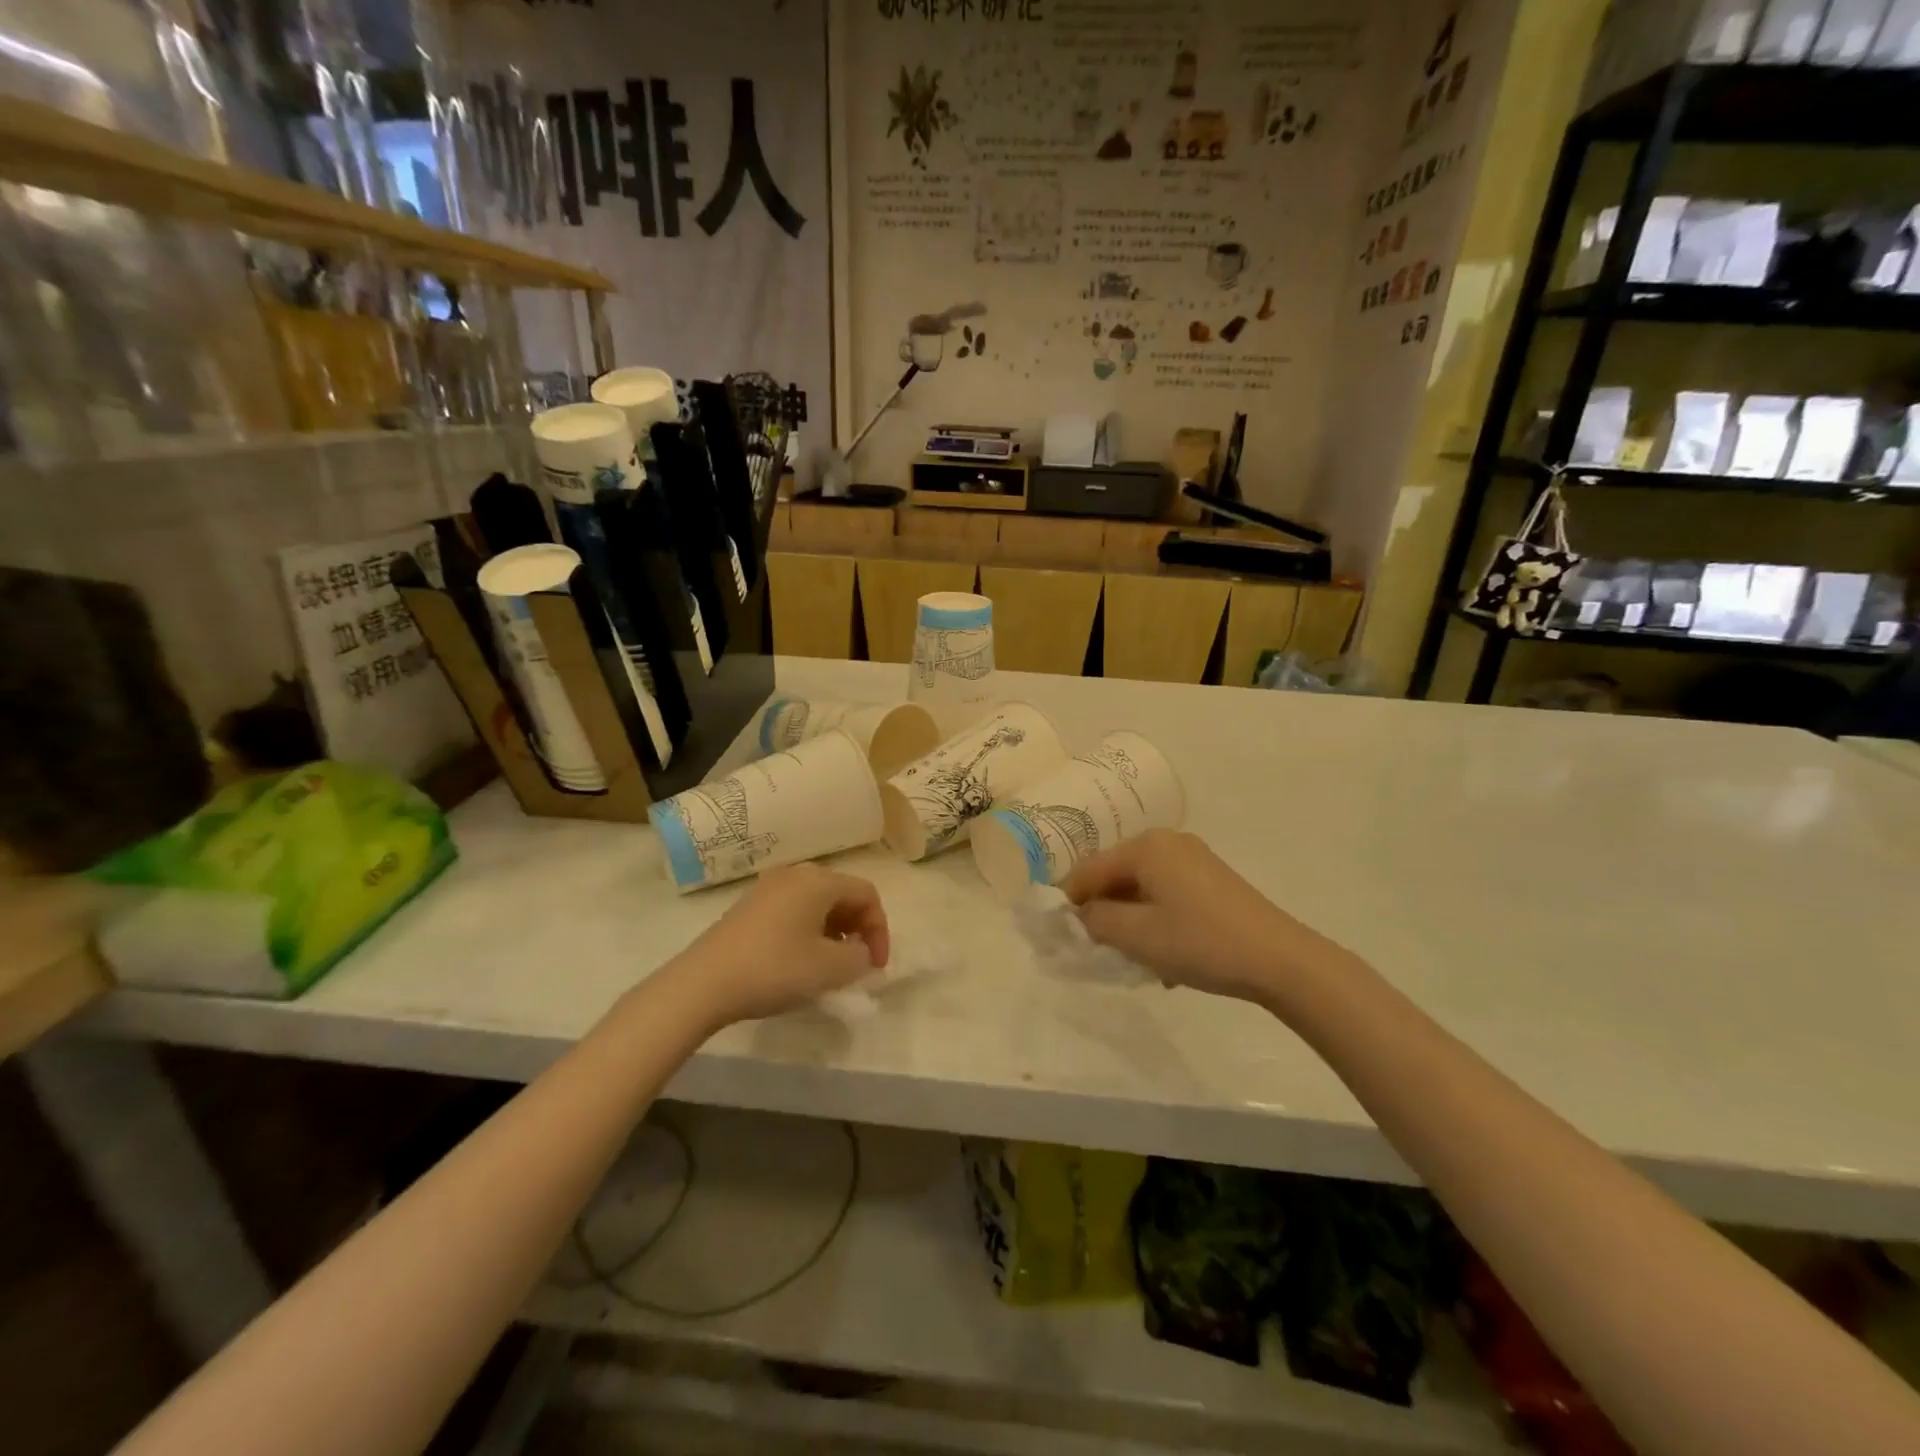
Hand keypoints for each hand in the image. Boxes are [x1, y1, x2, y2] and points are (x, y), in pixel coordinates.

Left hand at [668, 864, 890, 1025]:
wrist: (703, 983)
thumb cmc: (775, 969)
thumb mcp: (831, 969)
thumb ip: (860, 957)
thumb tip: (859, 951)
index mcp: (819, 881)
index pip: (867, 894)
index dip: (880, 929)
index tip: (876, 966)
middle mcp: (795, 874)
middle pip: (841, 894)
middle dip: (857, 928)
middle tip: (857, 963)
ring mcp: (767, 888)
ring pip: (816, 903)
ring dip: (833, 931)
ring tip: (829, 965)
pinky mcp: (749, 907)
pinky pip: (793, 911)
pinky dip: (808, 931)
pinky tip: (799, 961)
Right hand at [1062, 830, 1340, 1005]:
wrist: (1280, 960)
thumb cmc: (1200, 942)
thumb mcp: (1137, 935)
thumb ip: (1096, 920)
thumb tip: (1079, 915)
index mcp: (1146, 846)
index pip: (1089, 869)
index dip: (1069, 900)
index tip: (1058, 932)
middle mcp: (1168, 843)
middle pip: (1116, 876)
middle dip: (1103, 912)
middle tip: (1096, 949)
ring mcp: (1193, 860)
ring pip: (1141, 889)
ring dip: (1130, 922)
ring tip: (1134, 960)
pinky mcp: (1211, 881)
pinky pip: (1166, 895)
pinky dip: (1155, 921)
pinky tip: (1165, 958)